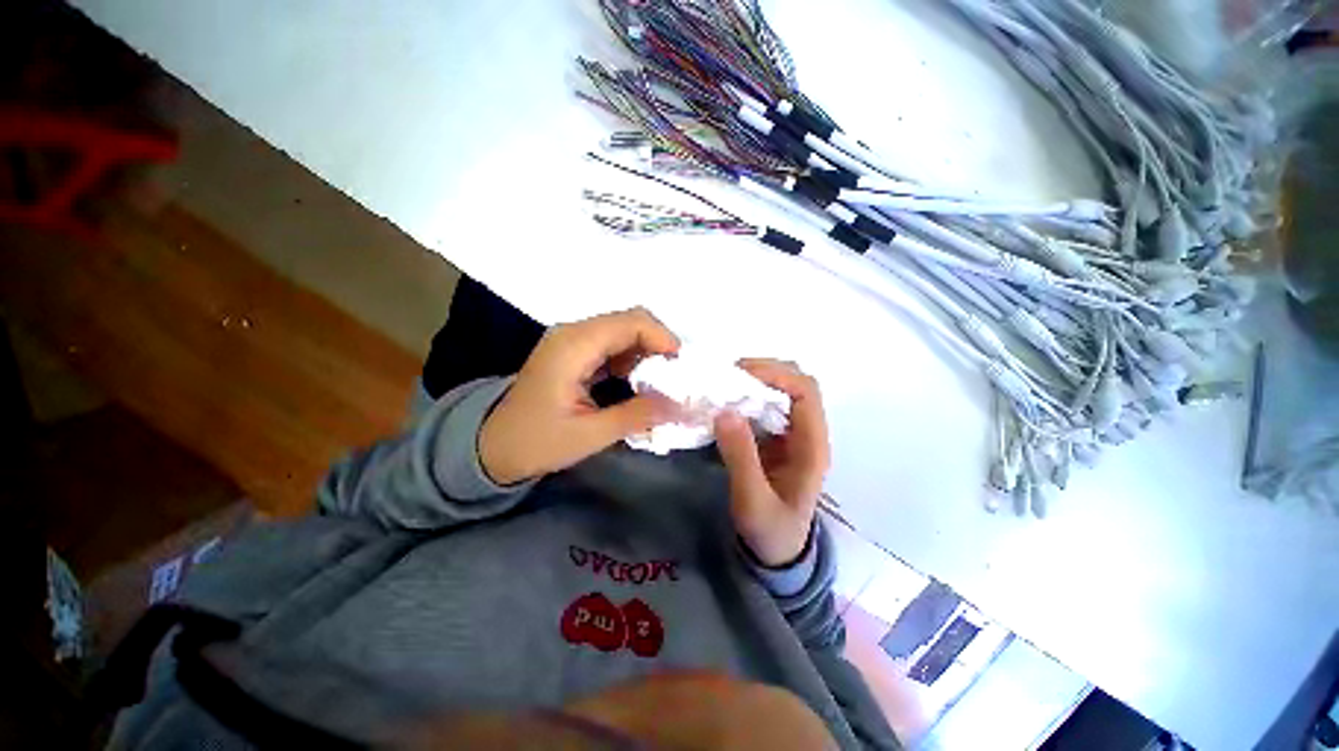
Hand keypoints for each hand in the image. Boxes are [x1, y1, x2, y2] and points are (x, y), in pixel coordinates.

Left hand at [479, 307, 681, 485]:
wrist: (493, 446)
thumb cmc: (536, 442)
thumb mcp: (589, 435)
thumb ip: (637, 415)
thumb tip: (682, 405)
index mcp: (573, 346)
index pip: (630, 322)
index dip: (662, 338)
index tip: (681, 368)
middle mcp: (573, 333)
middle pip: (630, 320)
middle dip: (658, 344)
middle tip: (675, 377)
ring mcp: (572, 340)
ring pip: (623, 330)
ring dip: (647, 351)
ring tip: (660, 382)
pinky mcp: (574, 351)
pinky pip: (613, 343)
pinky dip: (632, 357)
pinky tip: (637, 381)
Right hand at [714, 360, 830, 566]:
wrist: (777, 551)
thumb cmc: (771, 531)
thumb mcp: (753, 501)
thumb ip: (741, 458)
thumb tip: (725, 411)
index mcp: (813, 446)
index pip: (806, 391)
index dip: (776, 374)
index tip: (739, 374)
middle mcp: (807, 432)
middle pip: (795, 382)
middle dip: (763, 372)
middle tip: (726, 376)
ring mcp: (792, 433)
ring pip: (780, 389)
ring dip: (754, 381)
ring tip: (723, 385)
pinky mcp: (776, 436)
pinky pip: (765, 404)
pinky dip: (746, 395)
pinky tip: (726, 401)